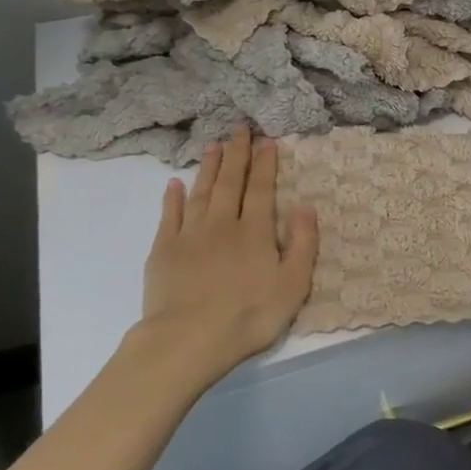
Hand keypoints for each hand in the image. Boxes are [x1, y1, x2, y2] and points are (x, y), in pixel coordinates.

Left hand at [133, 126, 319, 386]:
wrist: (188, 340)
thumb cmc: (248, 316)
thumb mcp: (293, 285)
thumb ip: (303, 244)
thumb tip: (306, 206)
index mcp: (255, 232)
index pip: (262, 189)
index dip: (265, 164)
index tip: (266, 141)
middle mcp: (222, 224)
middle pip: (230, 182)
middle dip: (236, 154)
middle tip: (238, 129)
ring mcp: (189, 235)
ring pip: (201, 192)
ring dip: (208, 168)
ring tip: (212, 146)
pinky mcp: (163, 251)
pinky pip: (169, 216)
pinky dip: (172, 199)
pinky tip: (174, 184)